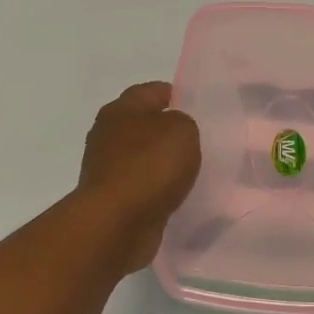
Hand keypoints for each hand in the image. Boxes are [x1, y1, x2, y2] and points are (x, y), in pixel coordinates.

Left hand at [75, 81, 202, 273]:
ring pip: (145, 159)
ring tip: (196, 172)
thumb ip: (184, 122)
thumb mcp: (182, 130)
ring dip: (165, 165)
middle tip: (204, 142)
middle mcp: (109, 135)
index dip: (177, 95)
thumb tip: (176, 133)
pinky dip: (159, 190)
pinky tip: (180, 196)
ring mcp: (109, 169)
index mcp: (121, 109)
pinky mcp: (114, 199)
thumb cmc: (149, 166)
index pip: (152, 91)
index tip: (201, 108)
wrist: (117, 222)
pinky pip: (144, 188)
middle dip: (171, 132)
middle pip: (146, 126)